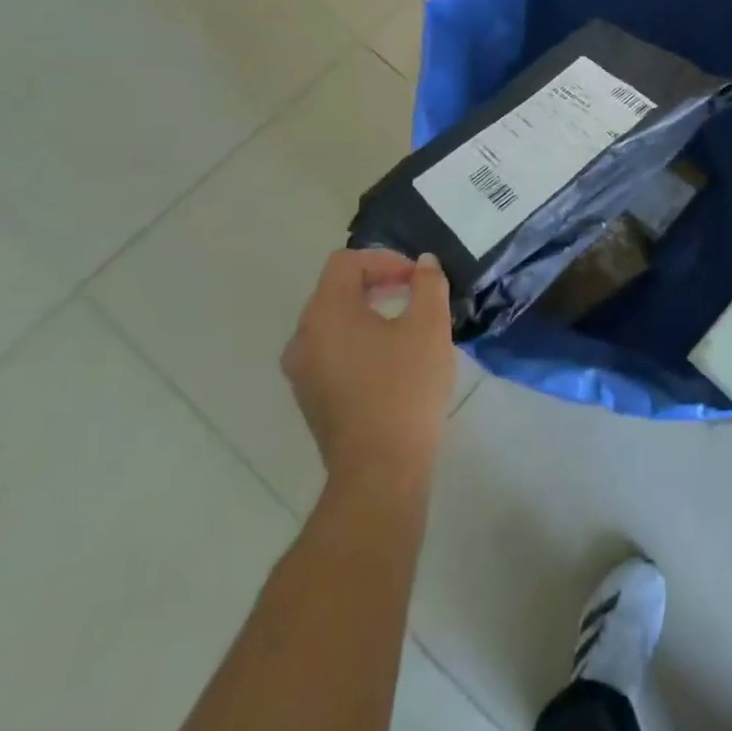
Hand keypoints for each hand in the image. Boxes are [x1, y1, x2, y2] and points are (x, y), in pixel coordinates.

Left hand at [282, 249, 456, 489]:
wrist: (380, 471)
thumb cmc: (405, 388)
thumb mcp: (429, 326)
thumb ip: (428, 284)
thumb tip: (423, 264)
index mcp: (326, 312)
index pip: (347, 263)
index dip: (385, 259)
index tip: (417, 279)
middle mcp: (303, 336)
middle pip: (337, 290)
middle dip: (378, 283)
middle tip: (415, 294)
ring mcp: (302, 371)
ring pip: (334, 322)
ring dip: (369, 312)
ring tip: (407, 325)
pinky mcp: (310, 397)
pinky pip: (332, 351)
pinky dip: (359, 341)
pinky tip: (391, 360)